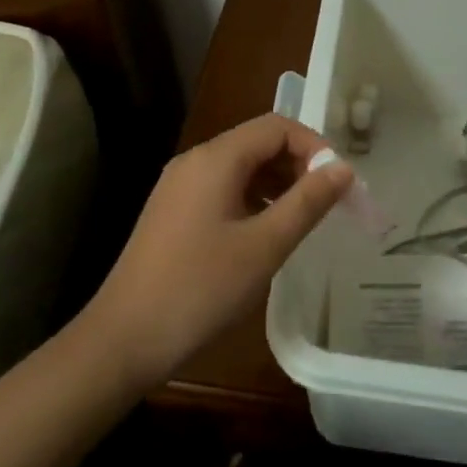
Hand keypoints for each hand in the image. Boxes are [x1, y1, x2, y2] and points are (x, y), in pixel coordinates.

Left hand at [81, 114, 351, 389]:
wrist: (124, 339)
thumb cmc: (201, 289)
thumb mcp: (264, 246)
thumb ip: (307, 202)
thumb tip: (343, 168)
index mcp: (216, 159)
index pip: (276, 127)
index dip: (314, 146)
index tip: (338, 183)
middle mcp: (195, 160)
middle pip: (257, 142)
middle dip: (297, 165)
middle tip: (326, 204)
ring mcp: (179, 186)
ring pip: (240, 167)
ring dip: (276, 183)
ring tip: (302, 220)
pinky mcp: (172, 211)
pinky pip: (222, 188)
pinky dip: (252, 199)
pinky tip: (265, 234)